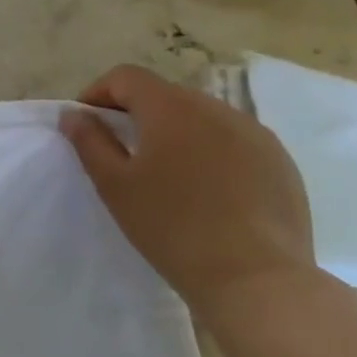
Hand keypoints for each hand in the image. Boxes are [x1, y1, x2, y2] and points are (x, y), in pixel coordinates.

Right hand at [60, 64, 314, 319]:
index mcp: (172, 109)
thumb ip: (89, 141)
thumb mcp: (114, 184)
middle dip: (137, 112)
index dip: (99, 93)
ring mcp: (256, 135)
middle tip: (121, 149)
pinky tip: (206, 189)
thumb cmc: (171, 227)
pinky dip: (210, 150)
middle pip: (165, 94)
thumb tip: (75, 115)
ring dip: (176, 131)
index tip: (87, 123)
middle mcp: (217, 110)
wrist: (256, 279)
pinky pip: (234, 141)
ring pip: (202, 117)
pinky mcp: (281, 163)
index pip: (127, 77)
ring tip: (166, 171)